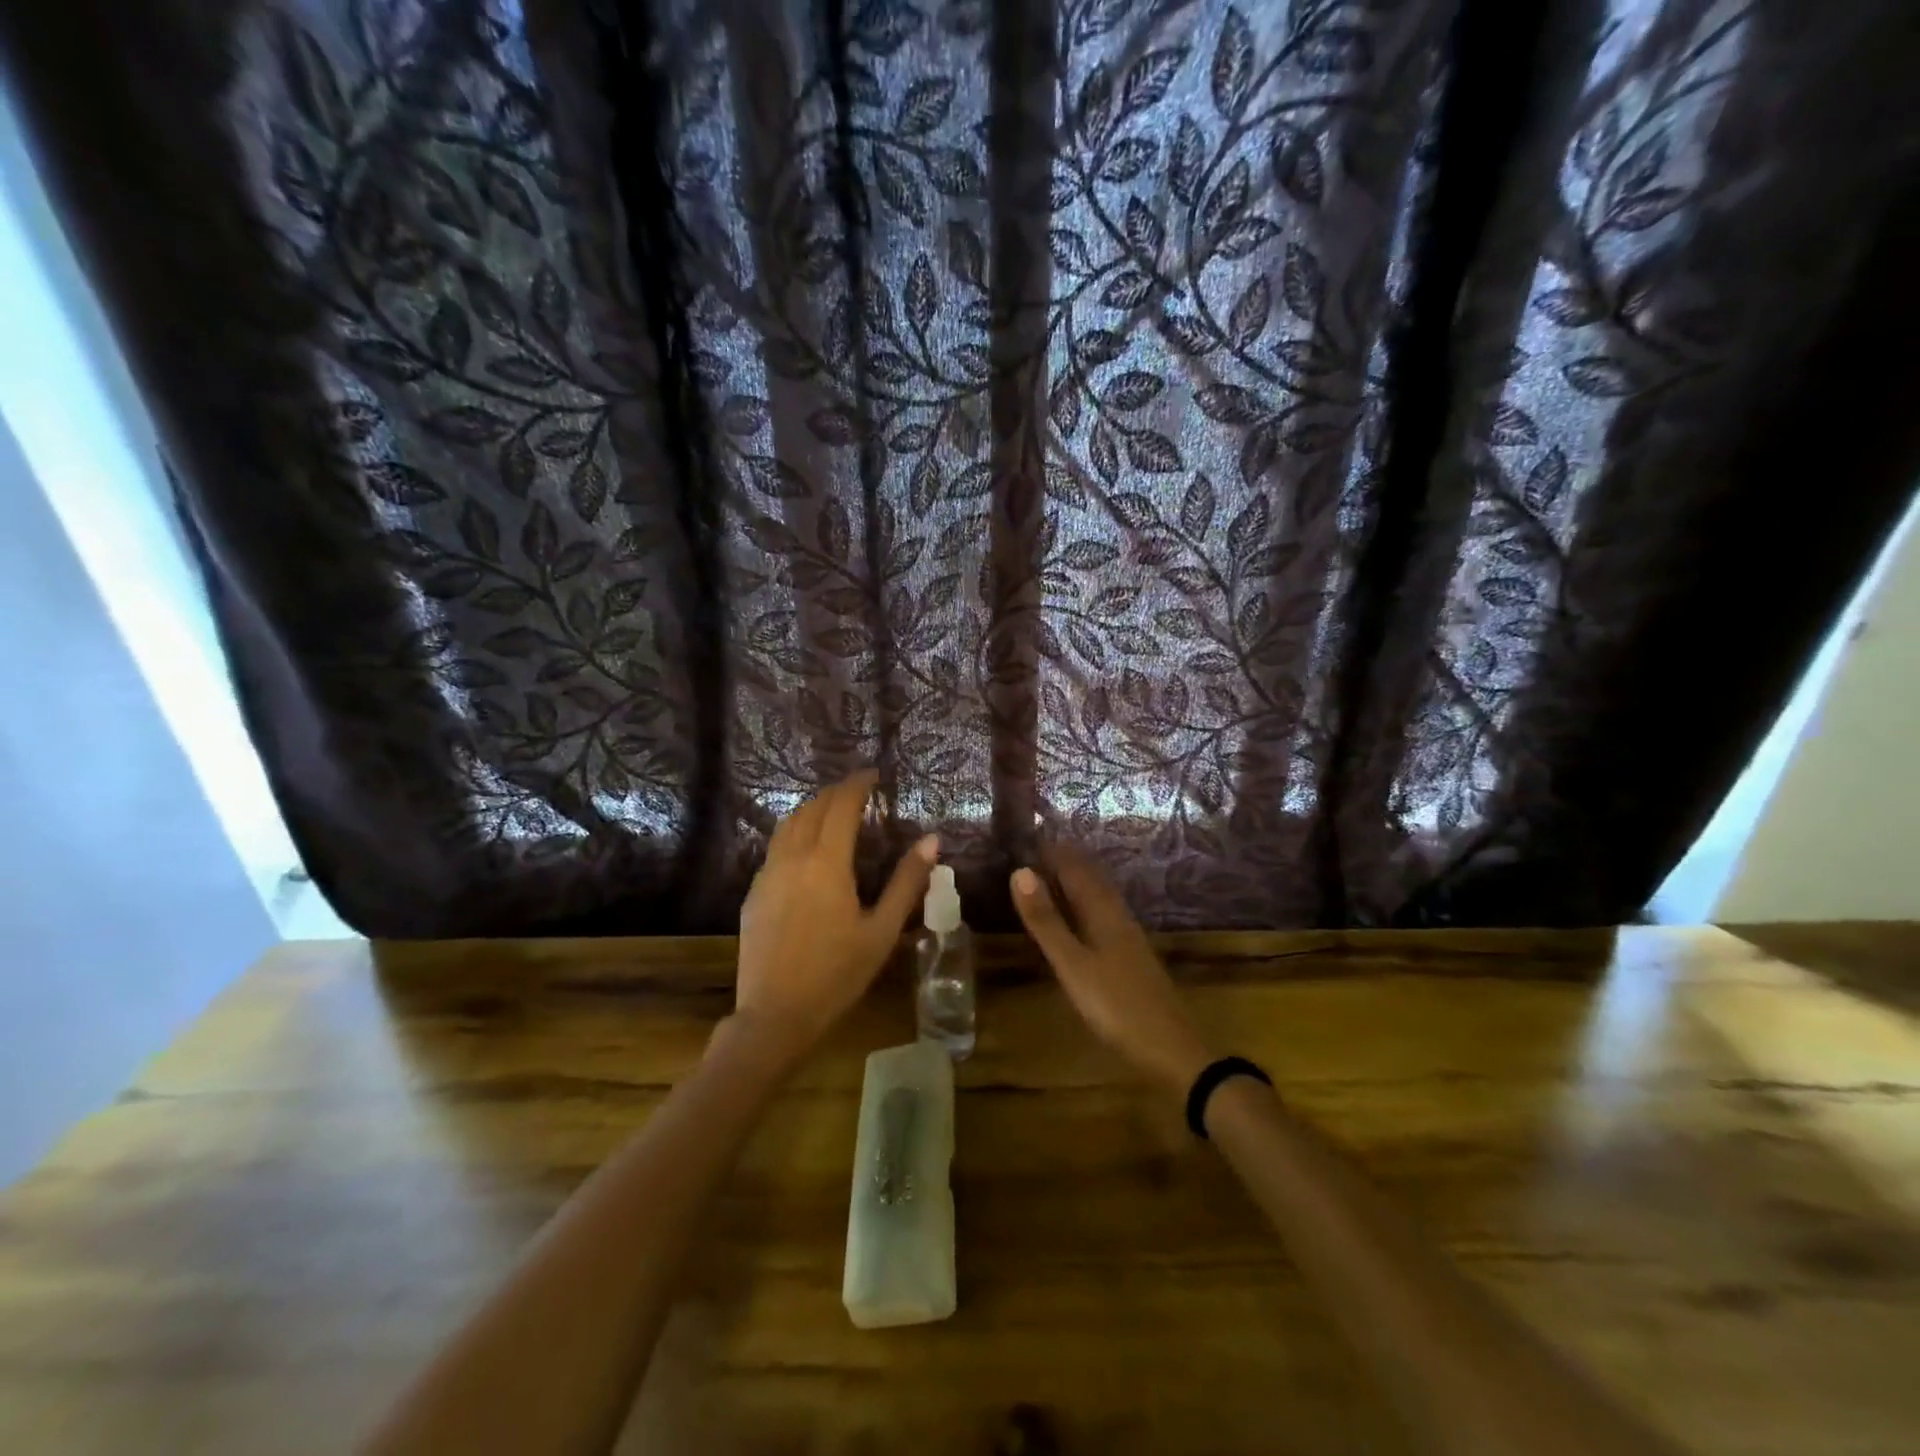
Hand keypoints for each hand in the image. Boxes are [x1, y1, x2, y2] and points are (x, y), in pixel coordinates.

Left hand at [734, 771, 939, 1055]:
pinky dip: (794, 833)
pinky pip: (775, 848)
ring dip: (811, 809)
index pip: (841, 806)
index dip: (857, 784)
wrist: (775, 1015)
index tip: (873, 773)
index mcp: (827, 863)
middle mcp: (793, 858)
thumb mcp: (882, 930)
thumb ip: (907, 882)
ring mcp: (767, 875)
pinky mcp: (753, 893)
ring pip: (788, 825)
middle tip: (856, 790)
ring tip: (831, 811)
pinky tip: (805, 849)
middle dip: (834, 793)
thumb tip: (932, 841)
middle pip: (811, 808)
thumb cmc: (837, 974)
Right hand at [1011, 844, 1213, 1098]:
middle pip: (1090, 877)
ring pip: (1099, 894)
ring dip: (1076, 879)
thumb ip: (1046, 920)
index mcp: (1102, 911)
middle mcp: (1117, 915)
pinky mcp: (1131, 956)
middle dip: (1064, 860)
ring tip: (1051, 873)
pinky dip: (1084, 902)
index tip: (1026, 836)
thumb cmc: (1116, 1005)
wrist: (1171, 1049)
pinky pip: (1103, 912)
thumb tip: (1020, 871)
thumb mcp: (1072, 964)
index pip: (1074, 867)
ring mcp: (1127, 936)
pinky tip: (1082, 916)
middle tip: (1034, 849)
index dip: (1052, 850)